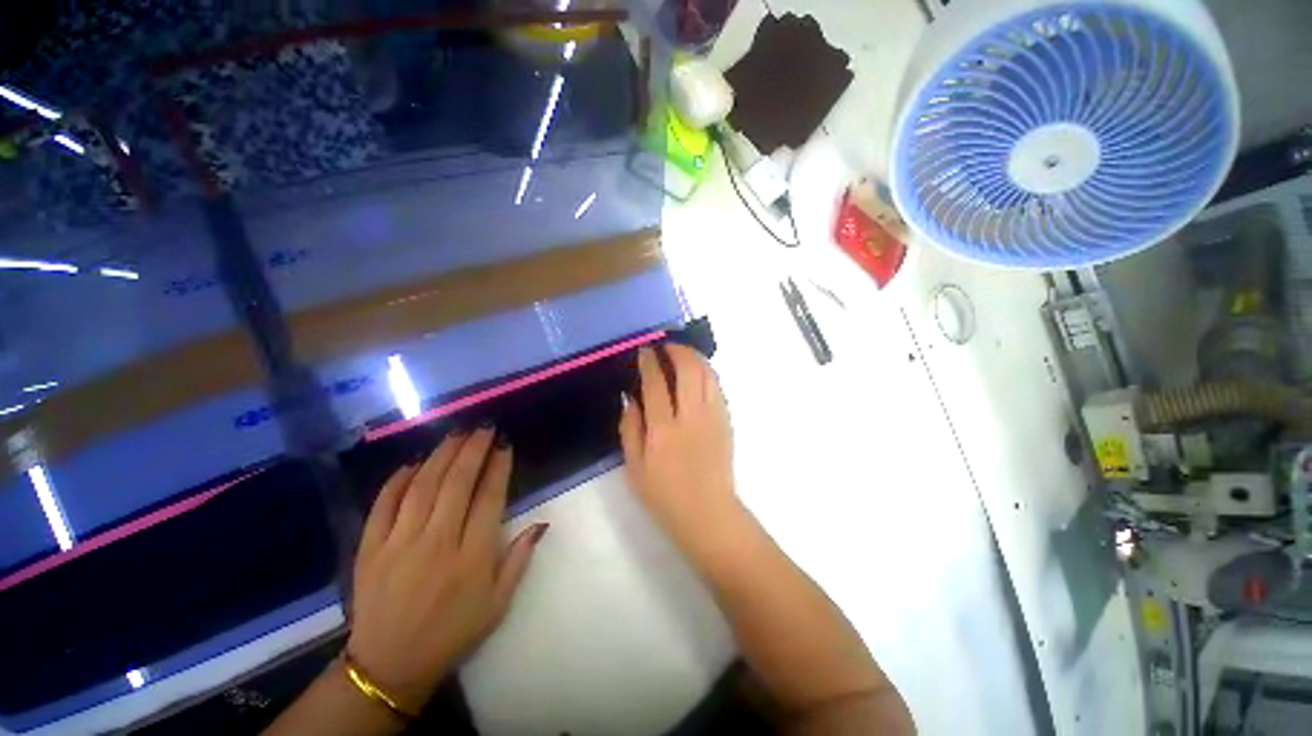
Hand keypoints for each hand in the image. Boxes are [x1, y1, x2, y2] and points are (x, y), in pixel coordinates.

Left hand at [346, 427, 547, 712]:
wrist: (390, 665)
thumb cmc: (453, 632)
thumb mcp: (499, 603)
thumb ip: (520, 559)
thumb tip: (541, 522)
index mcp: (472, 557)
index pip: (489, 498)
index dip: (499, 466)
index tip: (505, 444)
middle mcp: (437, 543)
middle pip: (456, 483)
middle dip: (473, 449)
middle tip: (484, 427)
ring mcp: (399, 544)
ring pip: (422, 486)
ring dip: (441, 455)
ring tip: (457, 434)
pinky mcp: (369, 549)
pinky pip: (383, 505)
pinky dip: (398, 480)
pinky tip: (413, 462)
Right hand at [618, 345, 740, 552]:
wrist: (708, 514)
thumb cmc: (665, 495)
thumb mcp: (634, 468)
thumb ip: (629, 428)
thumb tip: (629, 397)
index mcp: (663, 430)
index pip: (656, 384)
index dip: (649, 362)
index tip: (645, 351)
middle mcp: (691, 417)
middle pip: (689, 369)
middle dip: (677, 350)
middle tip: (666, 346)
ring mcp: (714, 417)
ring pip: (708, 374)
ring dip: (695, 357)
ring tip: (682, 353)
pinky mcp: (727, 421)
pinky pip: (717, 387)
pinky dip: (706, 373)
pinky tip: (697, 374)